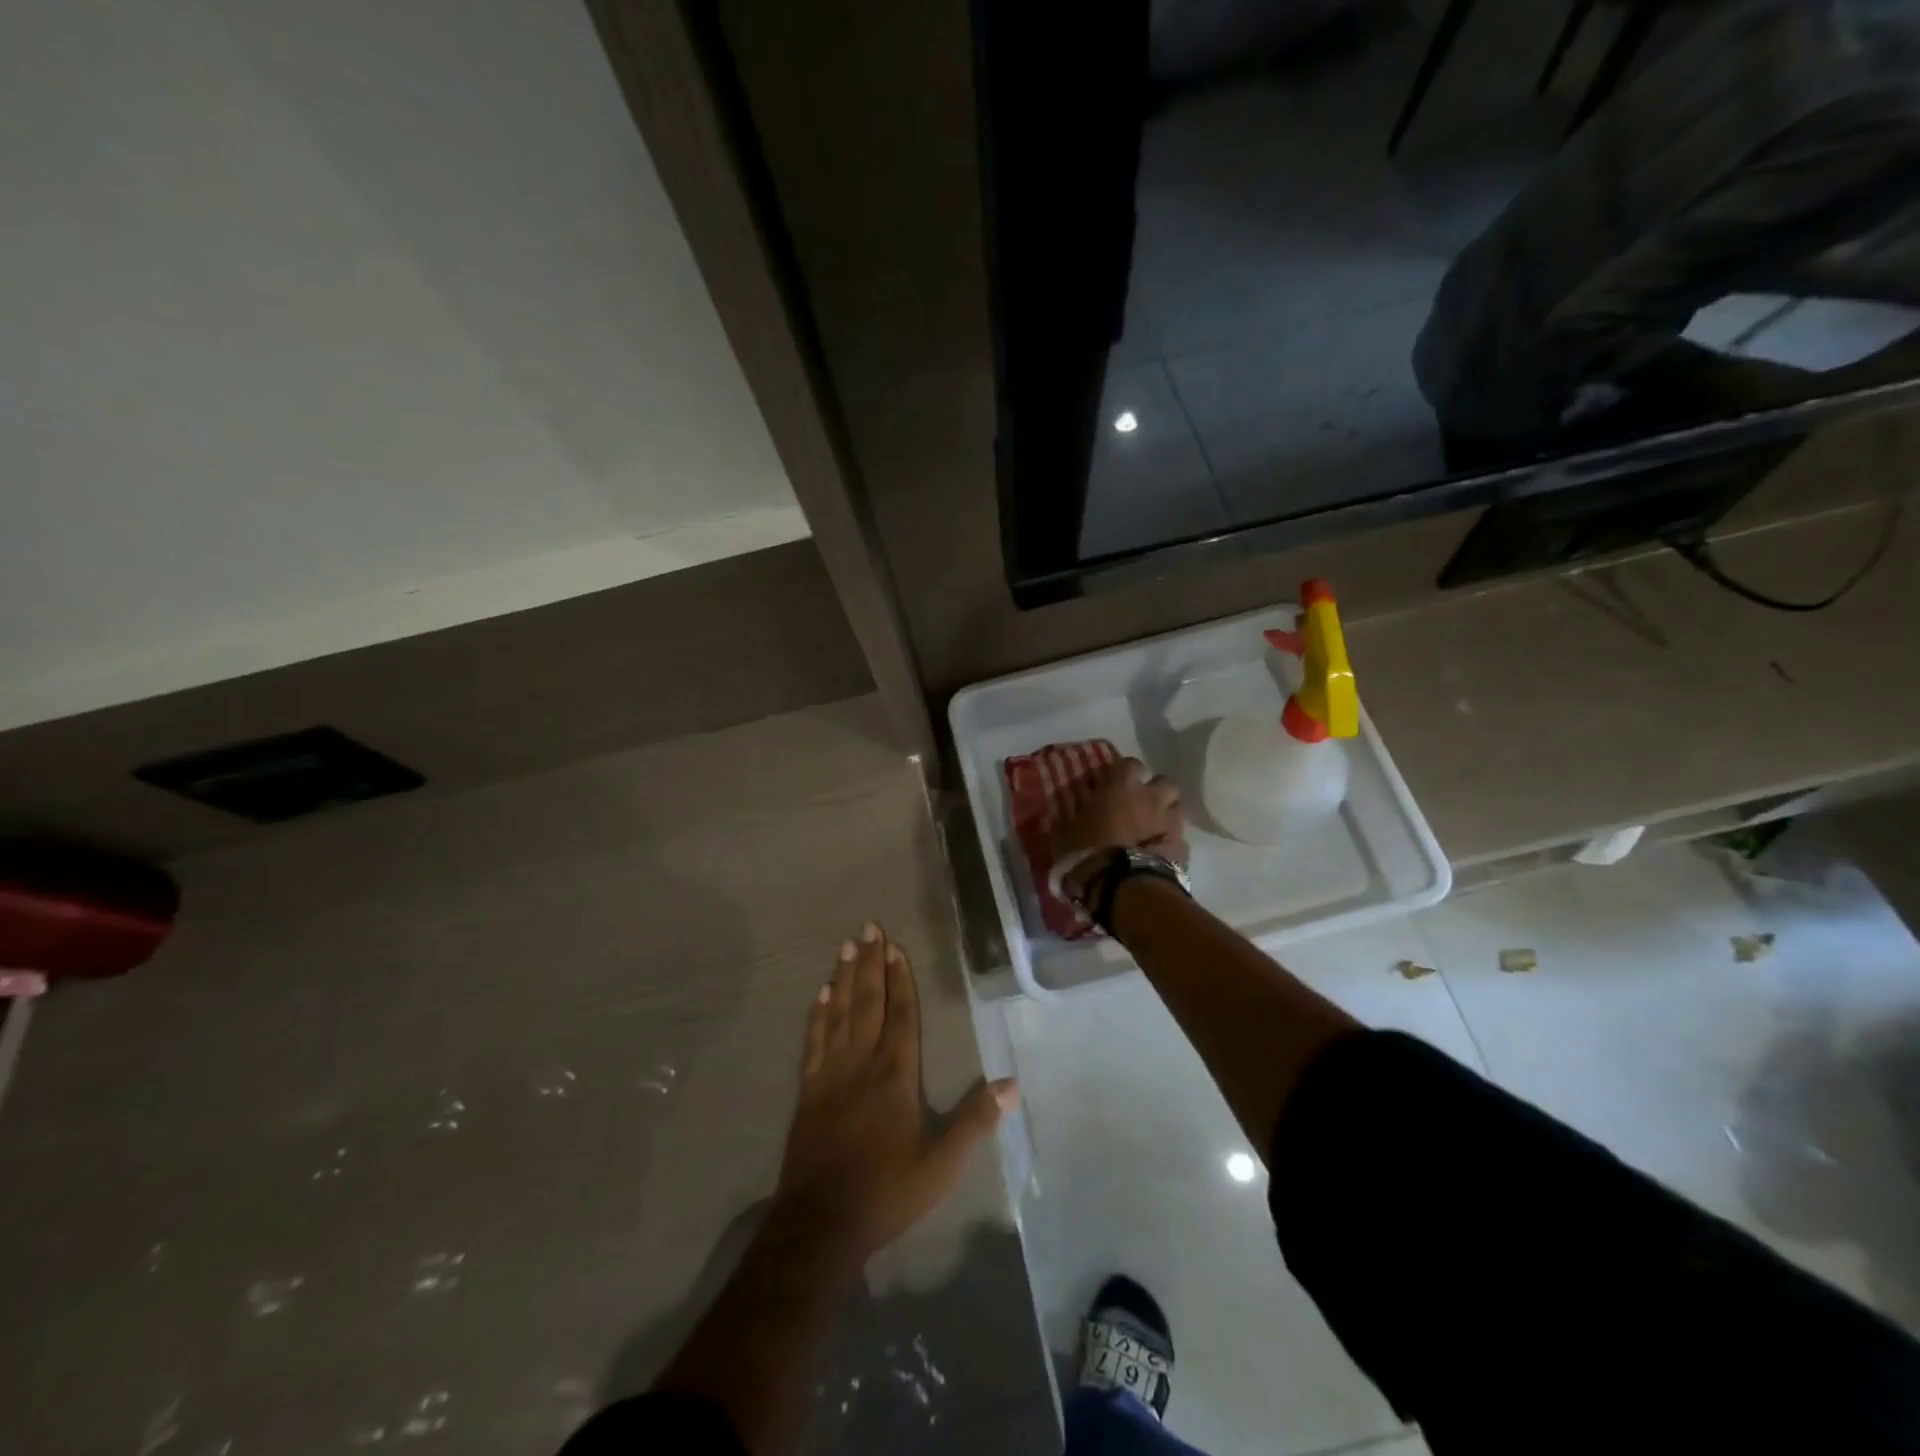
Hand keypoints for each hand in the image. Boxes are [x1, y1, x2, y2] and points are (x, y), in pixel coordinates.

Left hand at [774, 923, 1017, 1268]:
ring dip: (844, 978)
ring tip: (846, 947)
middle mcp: (861, 1063)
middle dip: (870, 963)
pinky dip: (818, 1014)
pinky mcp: (808, 1090)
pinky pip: (814, 1041)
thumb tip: (1012, 1084)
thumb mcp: (941, 1165)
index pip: (900, 1015)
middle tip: (868, 927)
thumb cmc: (887, 1191)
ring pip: (839, 1013)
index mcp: (895, 1075)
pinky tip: (820, 994)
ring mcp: (830, 1074)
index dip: (900, 979)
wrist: (820, 1224)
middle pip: (867, 1002)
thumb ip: (974, 1121)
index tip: (895, 946)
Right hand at [1049, 758, 1188, 896]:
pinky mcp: (1183, 846)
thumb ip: (1065, 820)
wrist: (1126, 887)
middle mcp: (1151, 796)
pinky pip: (1178, 836)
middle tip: (1138, 806)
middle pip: (1163, 781)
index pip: (1129, 764)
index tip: (1112, 786)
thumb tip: (1054, 813)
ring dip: (1165, 813)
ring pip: (1176, 807)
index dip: (1122, 774)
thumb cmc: (1090, 853)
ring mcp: (1171, 820)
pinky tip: (1158, 853)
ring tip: (1152, 828)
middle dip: (1153, 791)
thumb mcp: (1064, 835)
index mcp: (1121, 786)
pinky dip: (1169, 841)